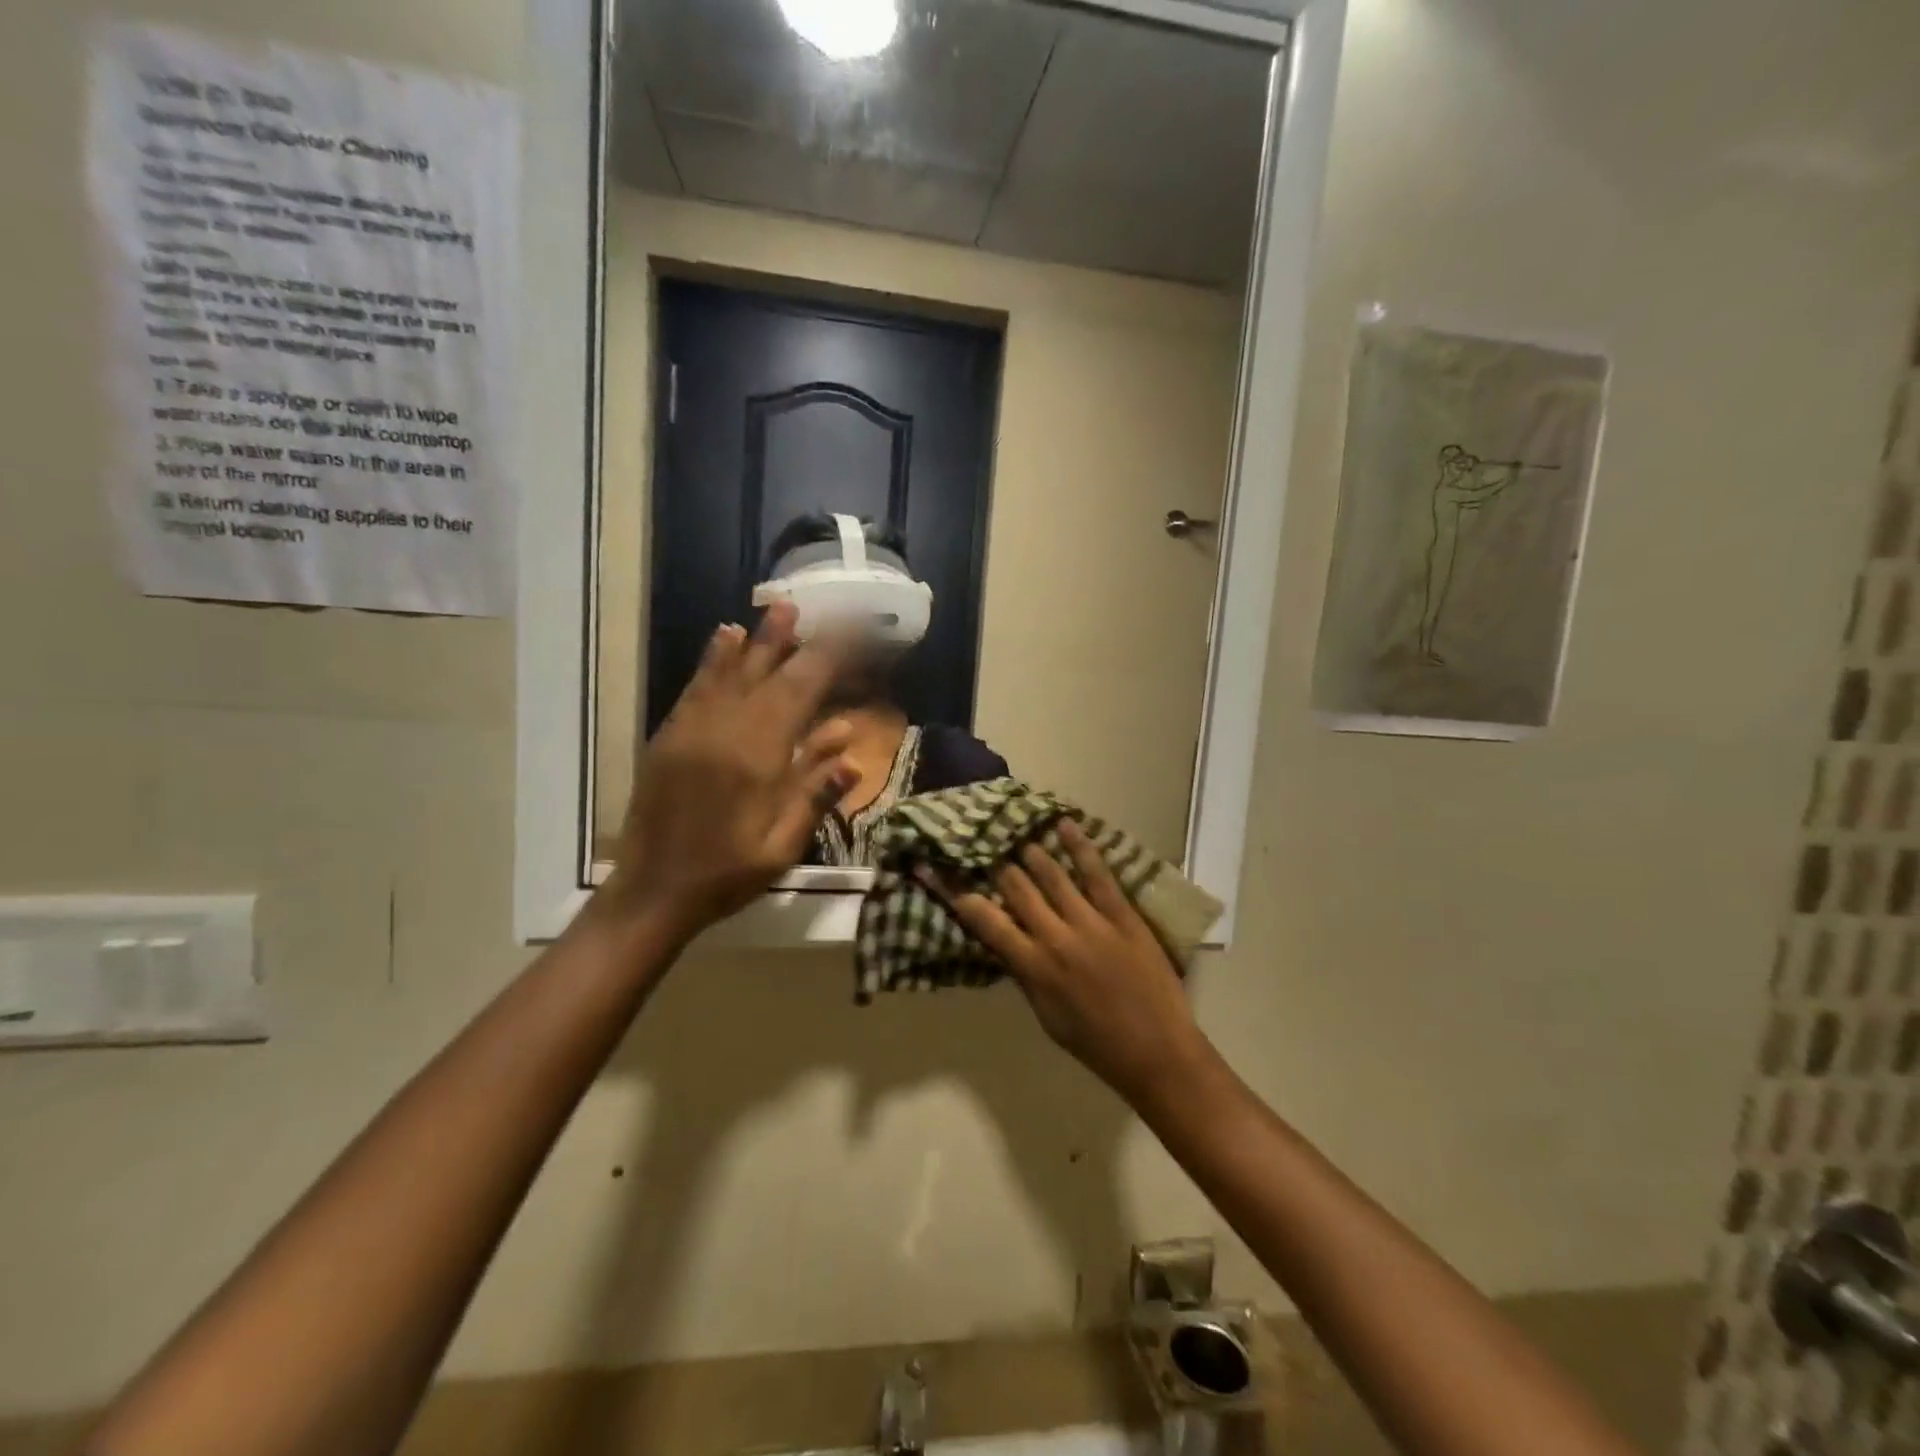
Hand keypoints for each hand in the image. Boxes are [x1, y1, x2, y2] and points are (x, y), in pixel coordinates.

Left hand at [599, 603, 855, 943]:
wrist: (652, 892)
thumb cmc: (727, 874)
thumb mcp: (782, 844)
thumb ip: (814, 792)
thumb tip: (848, 746)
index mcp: (757, 758)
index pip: (799, 692)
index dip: (826, 659)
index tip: (848, 634)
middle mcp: (724, 732)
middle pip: (766, 675)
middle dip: (793, 641)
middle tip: (814, 609)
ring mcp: (691, 731)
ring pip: (729, 674)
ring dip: (756, 641)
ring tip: (777, 612)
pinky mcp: (669, 738)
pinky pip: (696, 688)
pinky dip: (714, 661)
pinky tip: (725, 640)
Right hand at [924, 820, 1212, 1103]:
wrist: (1156, 1052)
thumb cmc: (1095, 1044)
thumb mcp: (1045, 1016)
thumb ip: (1024, 974)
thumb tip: (1004, 941)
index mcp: (1032, 966)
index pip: (983, 918)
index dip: (953, 891)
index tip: (932, 868)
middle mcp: (1055, 937)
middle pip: (1015, 886)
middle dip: (994, 861)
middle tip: (981, 841)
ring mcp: (1090, 922)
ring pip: (1051, 874)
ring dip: (1030, 849)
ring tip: (1016, 830)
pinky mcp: (1122, 915)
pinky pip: (1097, 874)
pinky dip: (1080, 847)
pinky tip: (1065, 825)